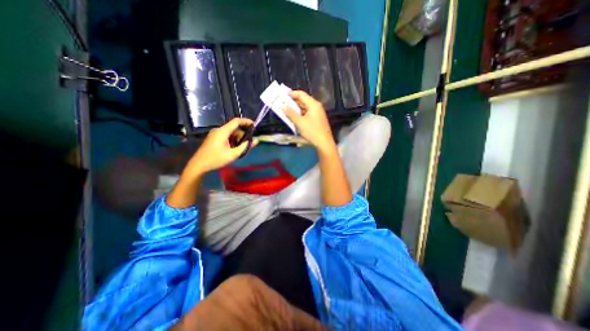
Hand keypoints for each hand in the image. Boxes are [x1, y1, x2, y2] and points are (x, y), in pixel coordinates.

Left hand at [185, 118, 256, 176]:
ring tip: (241, 148)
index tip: (254, 125)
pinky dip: (232, 141)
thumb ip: (245, 147)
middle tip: (248, 144)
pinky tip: (234, 149)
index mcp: (222, 131)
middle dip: (243, 135)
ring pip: (231, 133)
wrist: (198, 165)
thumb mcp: (233, 154)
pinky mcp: (214, 138)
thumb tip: (255, 141)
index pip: (236, 121)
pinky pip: (226, 136)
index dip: (246, 121)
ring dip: (238, 139)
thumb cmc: (216, 159)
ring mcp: (215, 134)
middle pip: (234, 128)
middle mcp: (219, 130)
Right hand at [284, 90, 336, 151]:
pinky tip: (295, 118)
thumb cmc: (312, 132)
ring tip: (287, 111)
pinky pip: (307, 113)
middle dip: (293, 102)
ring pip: (305, 108)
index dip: (292, 94)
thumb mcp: (300, 123)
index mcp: (313, 104)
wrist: (324, 143)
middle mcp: (316, 106)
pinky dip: (301, 114)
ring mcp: (318, 113)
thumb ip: (291, 113)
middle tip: (283, 104)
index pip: (301, 94)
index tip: (283, 95)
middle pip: (303, 100)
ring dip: (296, 109)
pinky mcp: (318, 119)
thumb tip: (283, 106)